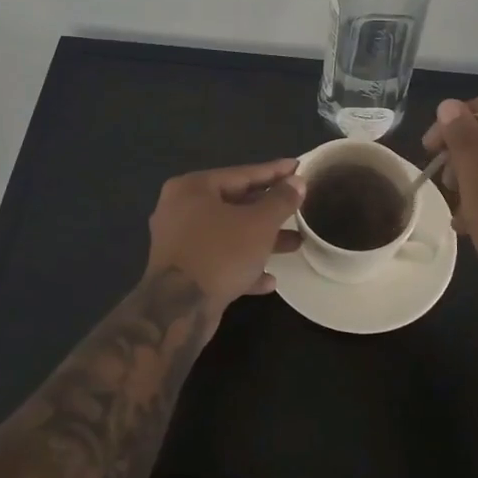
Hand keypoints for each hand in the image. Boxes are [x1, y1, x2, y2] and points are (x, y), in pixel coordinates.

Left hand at [146, 159, 304, 325]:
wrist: (178, 310)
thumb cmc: (220, 254)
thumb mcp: (259, 224)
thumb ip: (280, 200)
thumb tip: (297, 182)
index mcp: (193, 188)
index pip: (241, 174)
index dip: (274, 172)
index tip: (298, 167)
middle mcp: (180, 209)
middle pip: (234, 204)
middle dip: (269, 210)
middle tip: (298, 207)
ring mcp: (178, 242)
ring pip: (228, 234)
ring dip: (261, 240)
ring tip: (294, 244)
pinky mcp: (182, 271)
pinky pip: (218, 260)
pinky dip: (242, 265)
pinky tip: (269, 280)